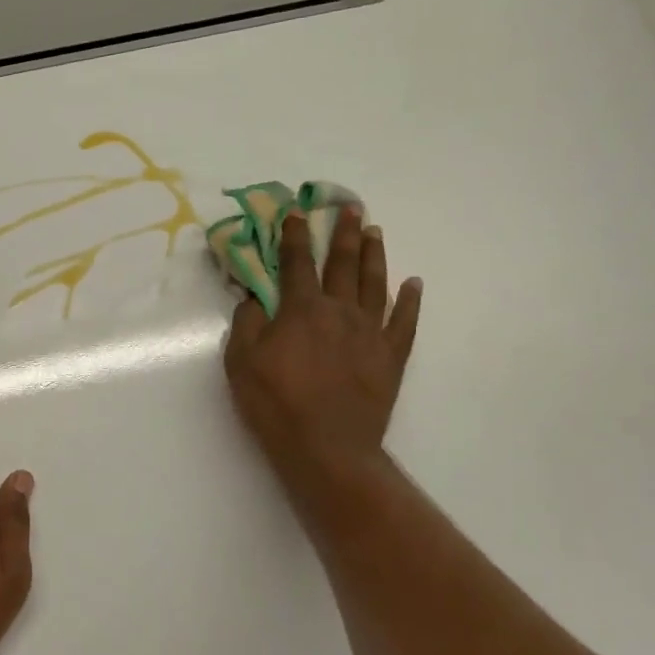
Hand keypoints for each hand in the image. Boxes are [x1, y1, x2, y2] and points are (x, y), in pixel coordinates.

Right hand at [224, 208, 421, 493]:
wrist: (328, 447)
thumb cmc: (276, 404)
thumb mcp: (241, 363)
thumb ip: (247, 323)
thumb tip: (253, 297)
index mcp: (301, 310)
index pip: (296, 263)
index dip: (295, 235)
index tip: (298, 211)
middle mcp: (340, 311)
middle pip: (343, 264)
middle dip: (344, 233)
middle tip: (351, 207)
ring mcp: (370, 332)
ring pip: (375, 283)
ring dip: (374, 255)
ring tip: (375, 232)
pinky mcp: (391, 356)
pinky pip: (405, 322)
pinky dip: (410, 301)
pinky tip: (413, 284)